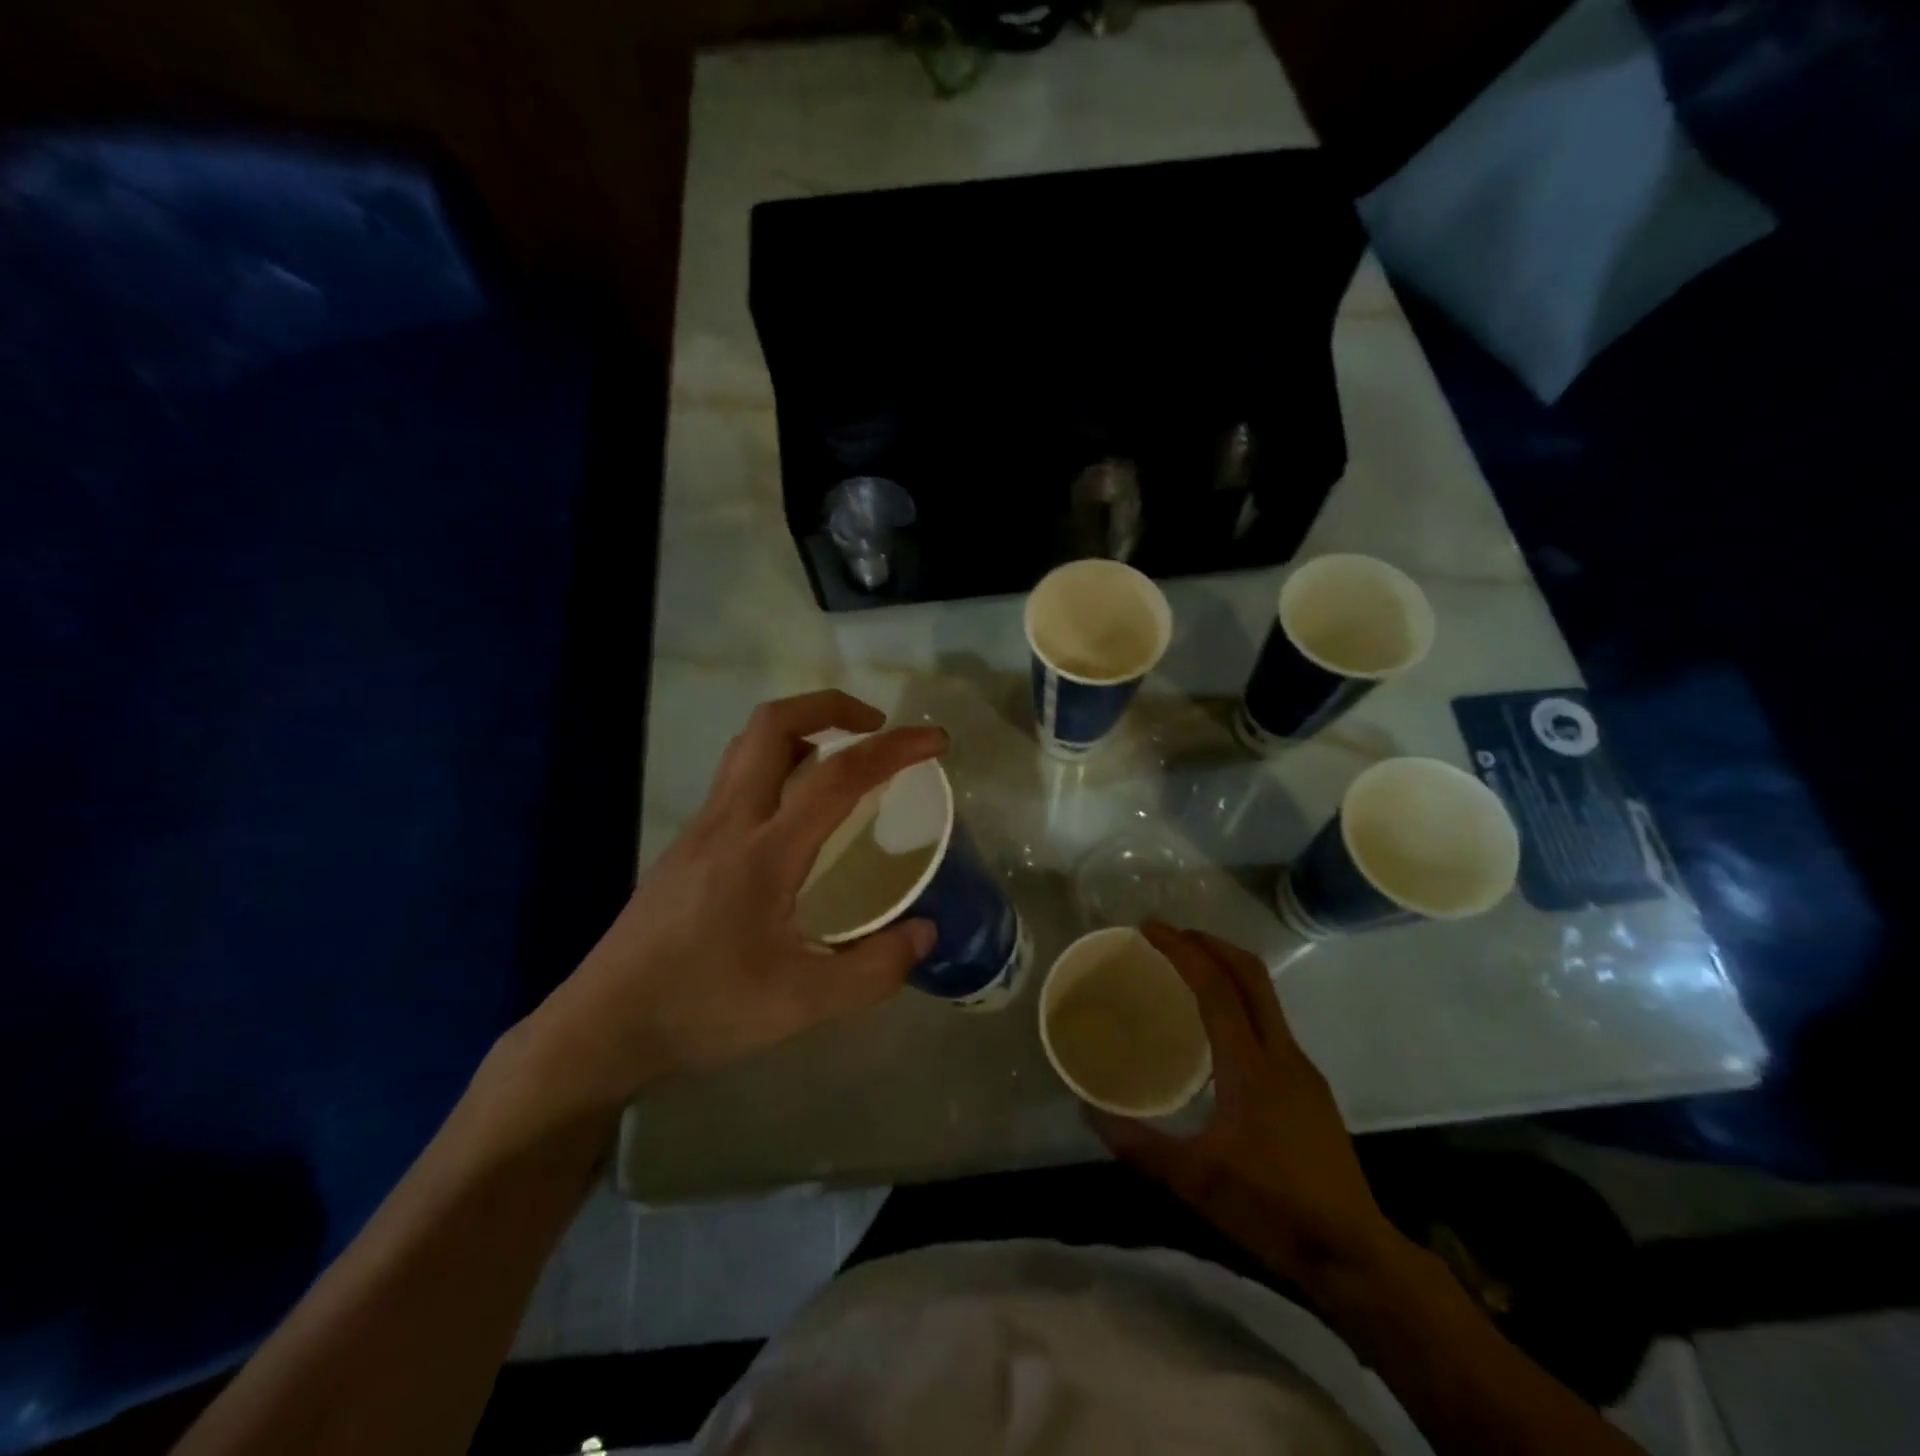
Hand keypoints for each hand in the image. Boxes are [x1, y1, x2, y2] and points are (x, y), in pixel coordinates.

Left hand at [517, 691, 947, 1116]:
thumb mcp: (801, 1005)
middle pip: (774, 724)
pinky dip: (776, 766)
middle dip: (832, 706)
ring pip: (747, 747)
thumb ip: (873, 970)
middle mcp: (728, 822)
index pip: (839, 776)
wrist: (601, 1029)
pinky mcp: (684, 847)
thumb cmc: (702, 1010)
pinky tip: (795, 818)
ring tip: (840, 761)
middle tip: (876, 728)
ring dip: (800, 731)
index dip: (895, 749)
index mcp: (764, 852)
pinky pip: (736, 779)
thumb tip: (925, 932)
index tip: (935, 741)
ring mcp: (699, 830)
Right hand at [1091, 923, 1401, 1287]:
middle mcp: (1281, 1053)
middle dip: (1209, 943)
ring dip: (1227, 969)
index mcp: (1251, 1065)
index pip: (1215, 986)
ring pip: (1265, 995)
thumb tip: (1088, 1112)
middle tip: (1168, 936)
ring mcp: (1302, 1069)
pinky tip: (1218, 1030)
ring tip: (1188, 971)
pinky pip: (1270, 1022)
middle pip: (1250, 974)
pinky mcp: (1310, 1088)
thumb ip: (1139, 1144)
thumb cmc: (1271, 1209)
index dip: (1182, 949)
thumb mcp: (1194, 1180)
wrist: (1354, 1255)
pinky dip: (1240, 1001)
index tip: (1149, 928)